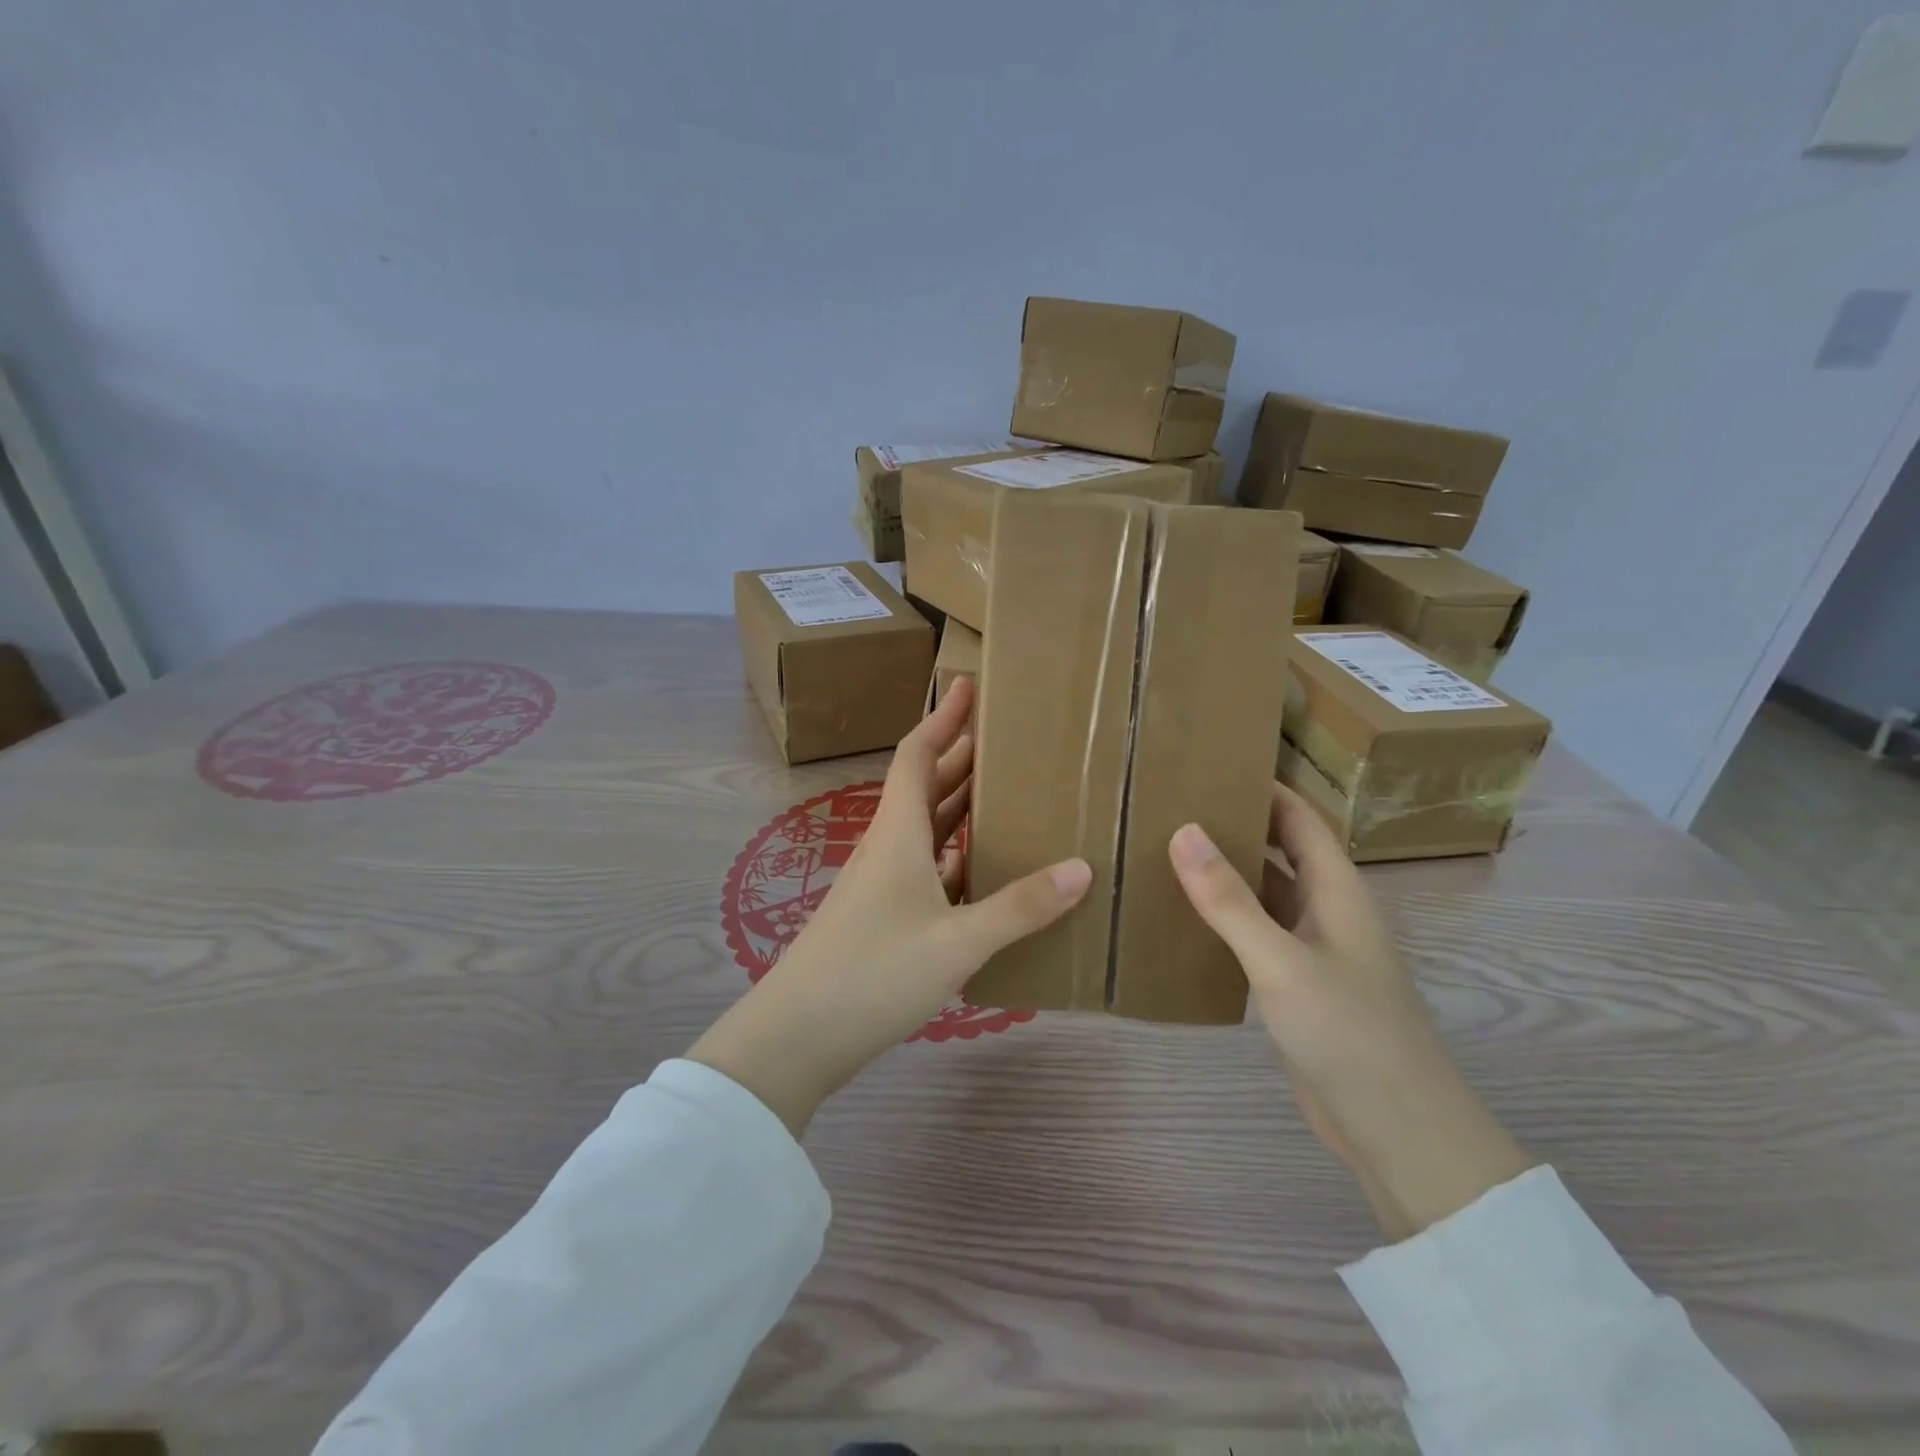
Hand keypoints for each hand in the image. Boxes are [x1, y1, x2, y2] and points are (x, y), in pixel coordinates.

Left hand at [689, 678, 1091, 1136]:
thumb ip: (1020, 907)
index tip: (970, 685)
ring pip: (926, 827)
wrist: (798, 1035)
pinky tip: (985, 867)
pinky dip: (956, 854)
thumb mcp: (958, 941)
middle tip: (1010, 741)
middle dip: (962, 757)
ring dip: (960, 805)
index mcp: (898, 833)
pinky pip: (926, 866)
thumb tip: (1081, 869)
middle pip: (925, 785)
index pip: (919, 754)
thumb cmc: (874, 973)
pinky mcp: (882, 914)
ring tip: (1007, 794)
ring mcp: (881, 882)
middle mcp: (888, 846)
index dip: (944, 717)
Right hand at [1169, 785, 1530, 1241]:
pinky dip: (1225, 918)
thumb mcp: (1281, 961)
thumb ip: (1230, 900)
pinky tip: (1184, 918)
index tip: (1210, 765)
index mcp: (1337, 890)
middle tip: (1174, 805)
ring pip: (1266, 894)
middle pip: (1281, 851)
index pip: (1300, 818)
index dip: (1263, 787)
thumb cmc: (1348, 1032)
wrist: (1396, 1129)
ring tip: (1167, 851)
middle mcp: (1328, 910)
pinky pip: (1257, 934)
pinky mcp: (1298, 986)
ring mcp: (1314, 950)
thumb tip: (1183, 830)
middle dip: (1237, 825)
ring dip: (1228, 873)